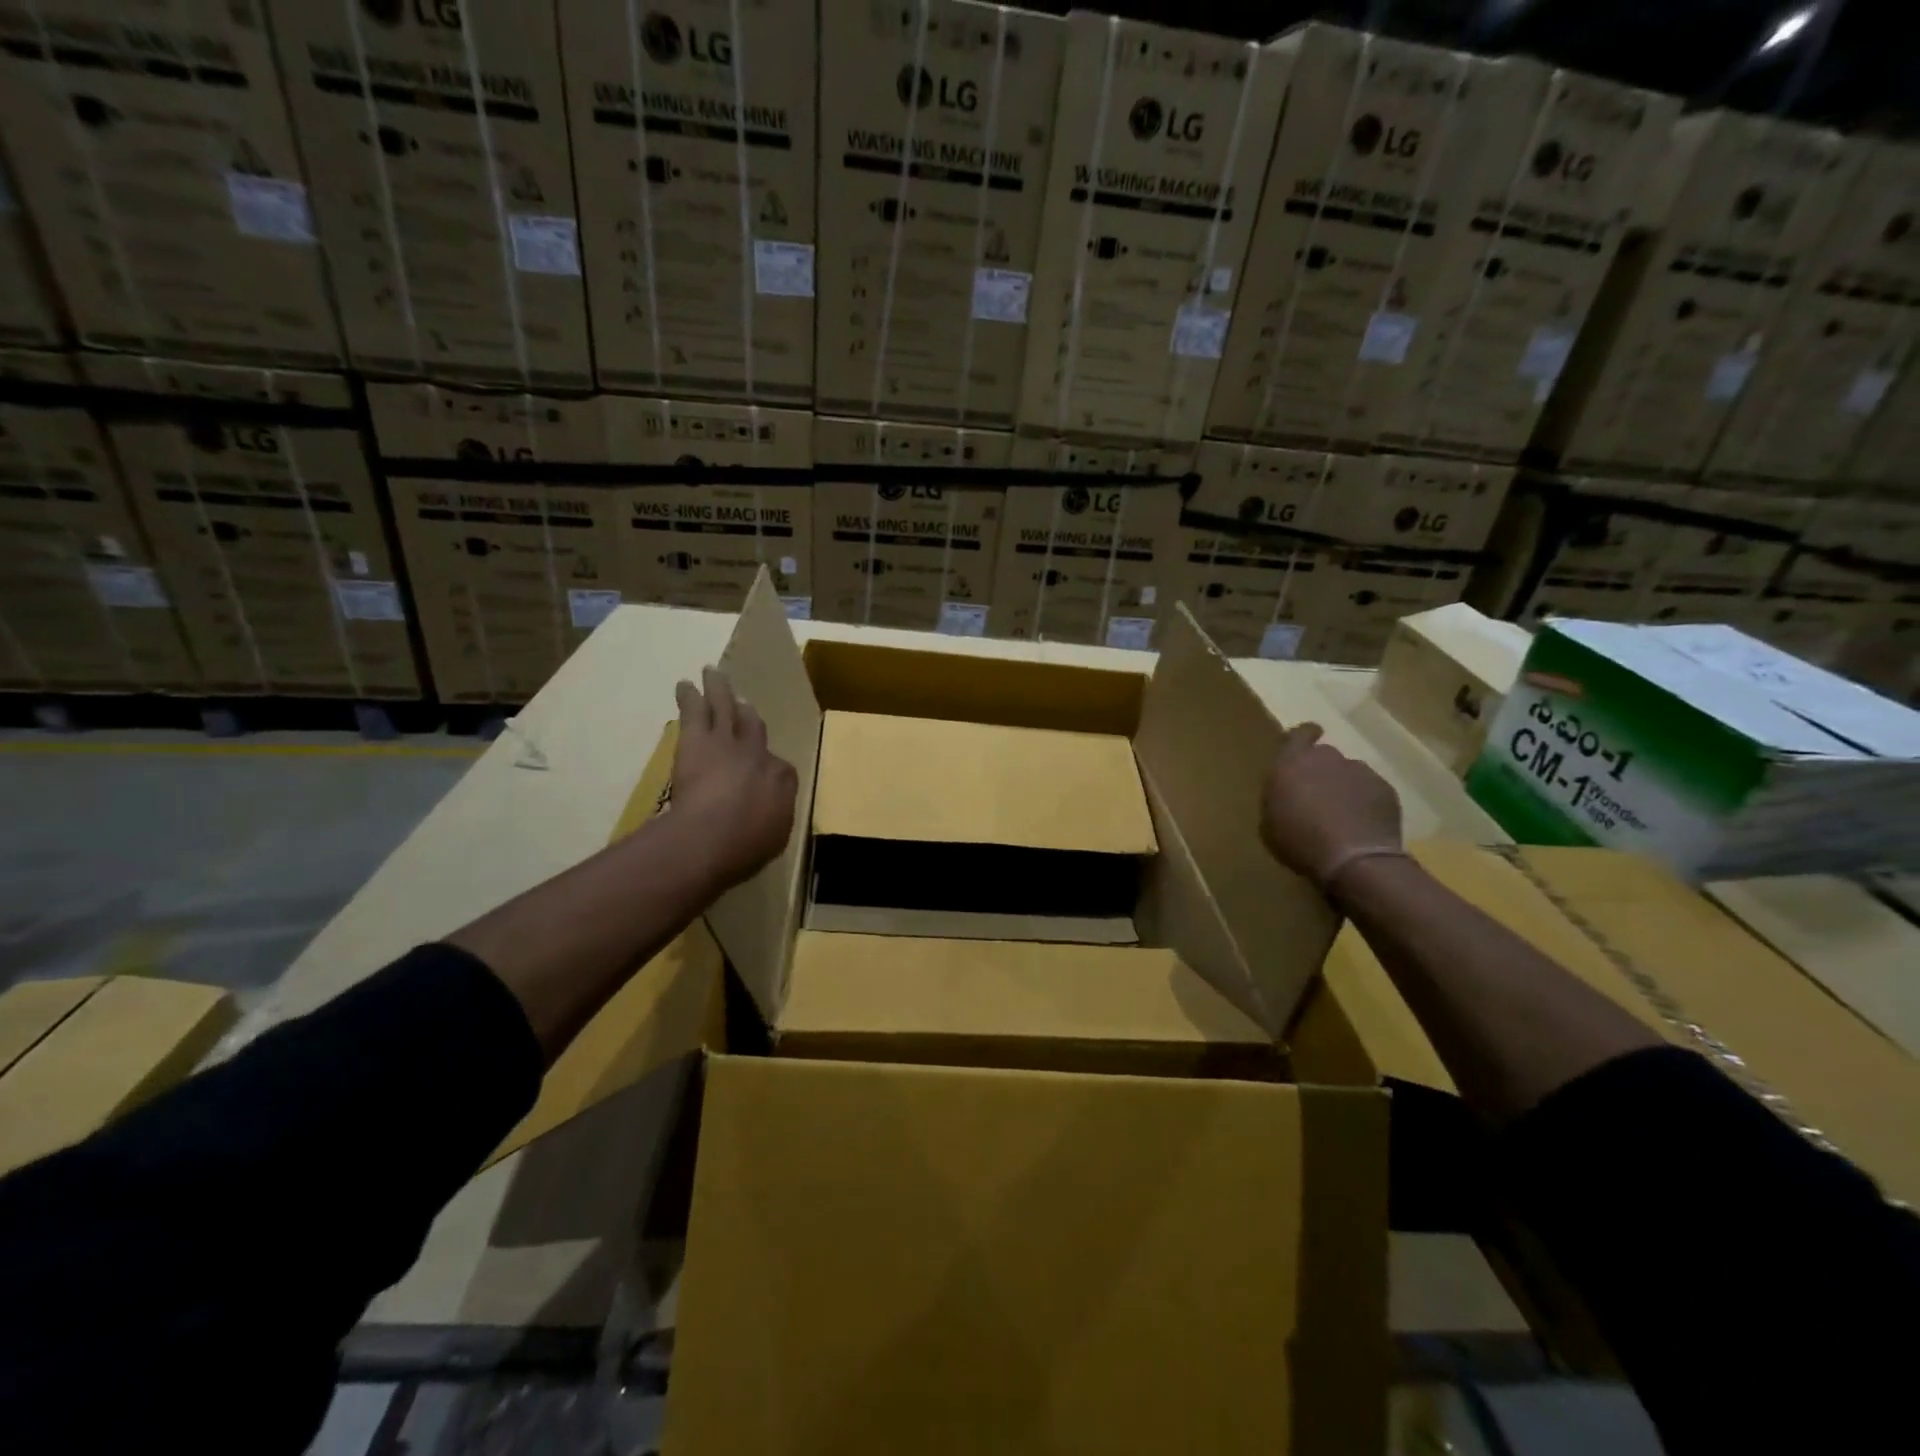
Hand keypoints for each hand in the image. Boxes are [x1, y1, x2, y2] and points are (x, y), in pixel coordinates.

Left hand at [670, 666, 798, 890]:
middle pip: (754, 728)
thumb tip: (771, 814)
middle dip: (749, 716)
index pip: (780, 767)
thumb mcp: (774, 837)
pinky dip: (690, 696)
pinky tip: (684, 685)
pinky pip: (695, 711)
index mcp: (783, 779)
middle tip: (744, 705)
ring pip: (726, 708)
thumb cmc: (746, 847)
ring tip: (714, 673)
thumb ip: (774, 818)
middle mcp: (759, 753)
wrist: (712, 836)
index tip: (763, 771)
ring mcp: (729, 742)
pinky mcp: (698, 739)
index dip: (769, 766)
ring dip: (720, 690)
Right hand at [1259, 723, 1403, 894]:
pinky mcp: (1385, 789)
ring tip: (1342, 816)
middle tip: (1316, 796)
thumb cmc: (1299, 841)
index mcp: (1291, 763)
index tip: (1308, 740)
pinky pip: (1371, 790)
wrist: (1355, 859)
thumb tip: (1287, 798)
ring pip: (1349, 773)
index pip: (1298, 734)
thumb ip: (1277, 801)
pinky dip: (1366, 802)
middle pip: (1324, 755)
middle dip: (1320, 770)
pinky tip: (1361, 826)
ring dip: (1344, 787)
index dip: (1304, 736)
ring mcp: (1360, 772)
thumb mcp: (1269, 826)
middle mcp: (1326, 759)